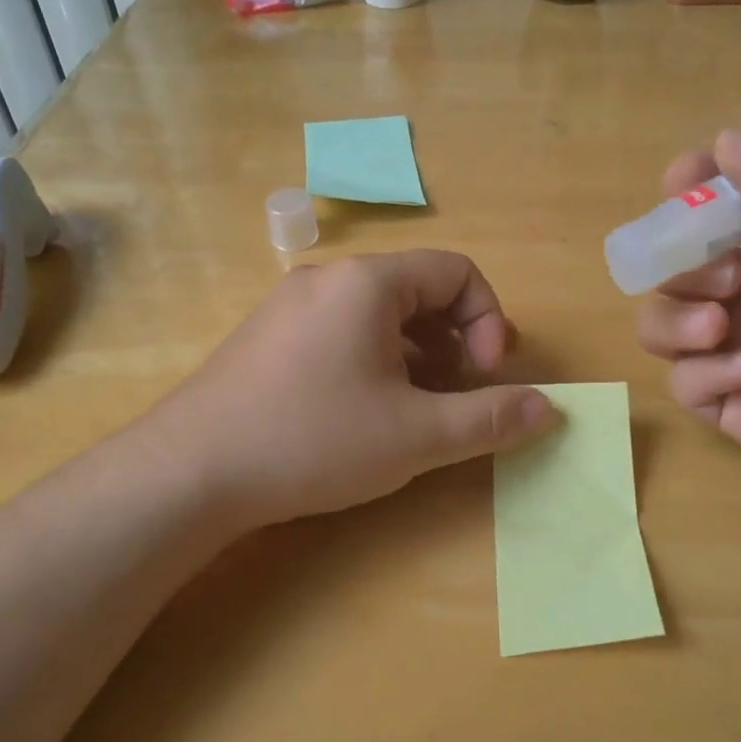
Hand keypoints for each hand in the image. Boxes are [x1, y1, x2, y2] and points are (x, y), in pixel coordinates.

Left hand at [147, 251, 554, 528]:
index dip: (487, 320)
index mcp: (368, 282)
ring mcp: (291, 306)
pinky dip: (375, 360)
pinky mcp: (267, 337)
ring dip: (416, 354)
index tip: (483, 377)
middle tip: (458, 394)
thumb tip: (550, 407)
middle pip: (418, 289)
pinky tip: (366, 412)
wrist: (190, 471)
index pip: (457, 270)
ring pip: (379, 314)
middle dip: (455, 339)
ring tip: (417, 409)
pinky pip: (341, 331)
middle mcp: (328, 279)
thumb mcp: (416, 435)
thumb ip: (489, 418)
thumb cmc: (313, 440)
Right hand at [635, 130, 740, 510]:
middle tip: (730, 275)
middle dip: (680, 264)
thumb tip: (722, 140)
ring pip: (658, 324)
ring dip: (674, 318)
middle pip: (670, 267)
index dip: (686, 192)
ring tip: (720, 324)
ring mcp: (736, 349)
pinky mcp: (733, 405)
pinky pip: (684, 383)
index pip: (709, 208)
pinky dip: (707, 372)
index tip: (681, 184)